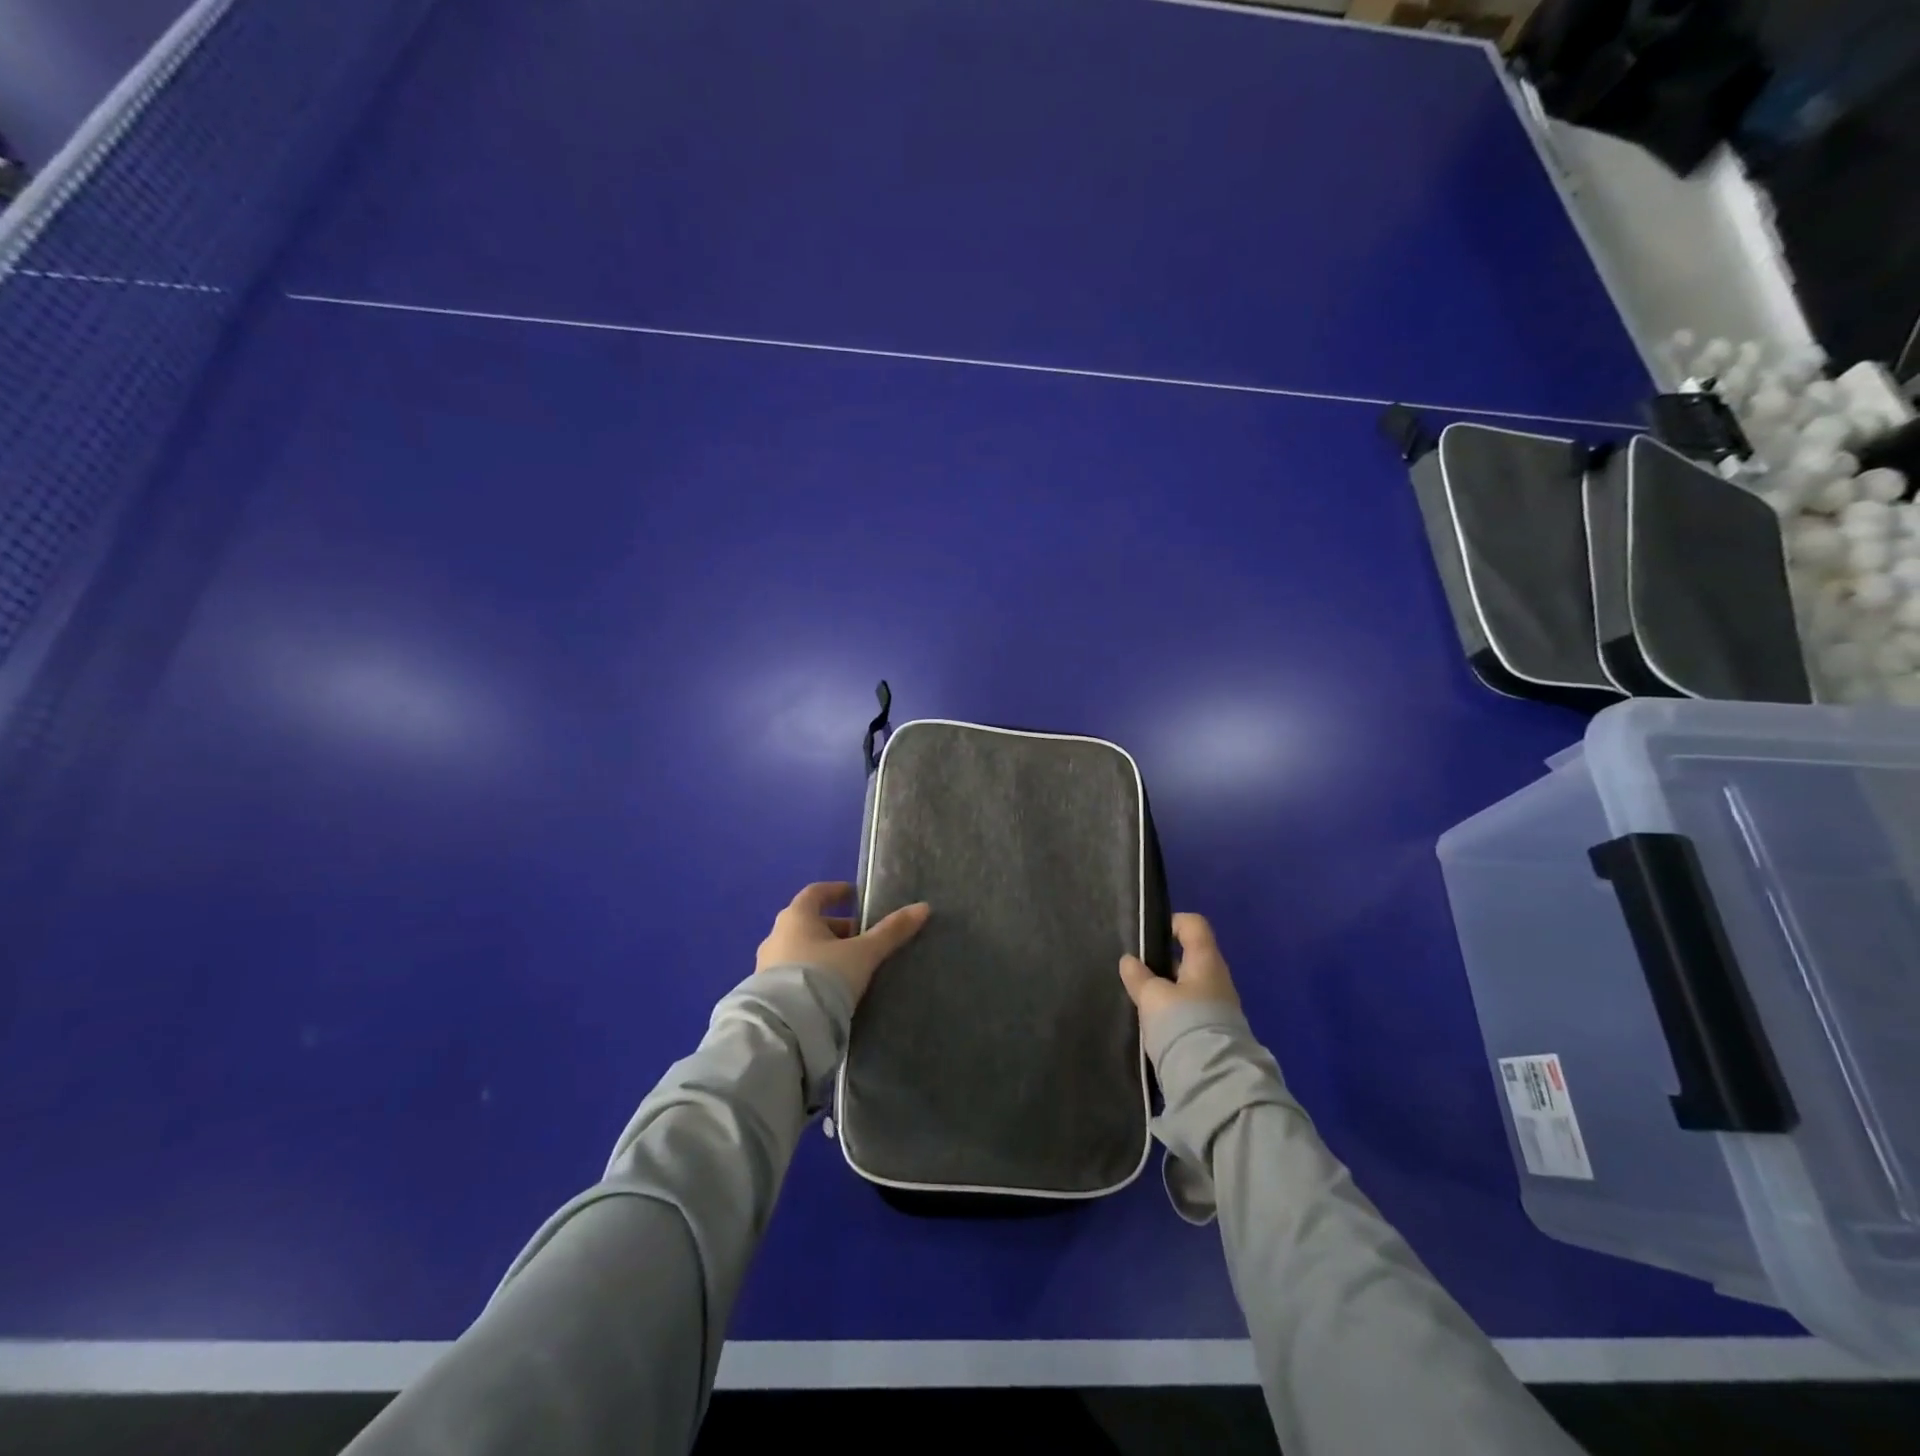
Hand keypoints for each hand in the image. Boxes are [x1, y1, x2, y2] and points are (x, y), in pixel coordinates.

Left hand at [756, 881, 930, 1004]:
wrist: (785, 1028)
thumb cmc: (823, 977)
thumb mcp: (863, 954)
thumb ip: (890, 932)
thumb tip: (923, 907)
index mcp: (796, 916)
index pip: (816, 893)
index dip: (837, 892)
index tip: (856, 896)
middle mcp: (776, 935)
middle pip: (810, 923)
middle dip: (837, 928)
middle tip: (863, 940)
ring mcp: (766, 964)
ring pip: (801, 948)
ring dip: (824, 952)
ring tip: (851, 968)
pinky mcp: (766, 992)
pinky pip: (793, 972)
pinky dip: (812, 972)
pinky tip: (830, 990)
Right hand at [1118, 912, 1239, 1032]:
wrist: (1214, 1080)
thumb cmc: (1183, 1024)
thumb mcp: (1152, 996)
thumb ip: (1139, 976)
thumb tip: (1129, 960)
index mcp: (1206, 961)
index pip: (1193, 925)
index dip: (1171, 923)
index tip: (1147, 937)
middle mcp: (1216, 979)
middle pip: (1188, 957)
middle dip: (1161, 962)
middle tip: (1136, 973)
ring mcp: (1218, 1007)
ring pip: (1187, 986)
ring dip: (1165, 990)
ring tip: (1140, 1001)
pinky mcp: (1213, 1032)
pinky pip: (1190, 1010)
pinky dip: (1172, 1011)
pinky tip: (1153, 1024)